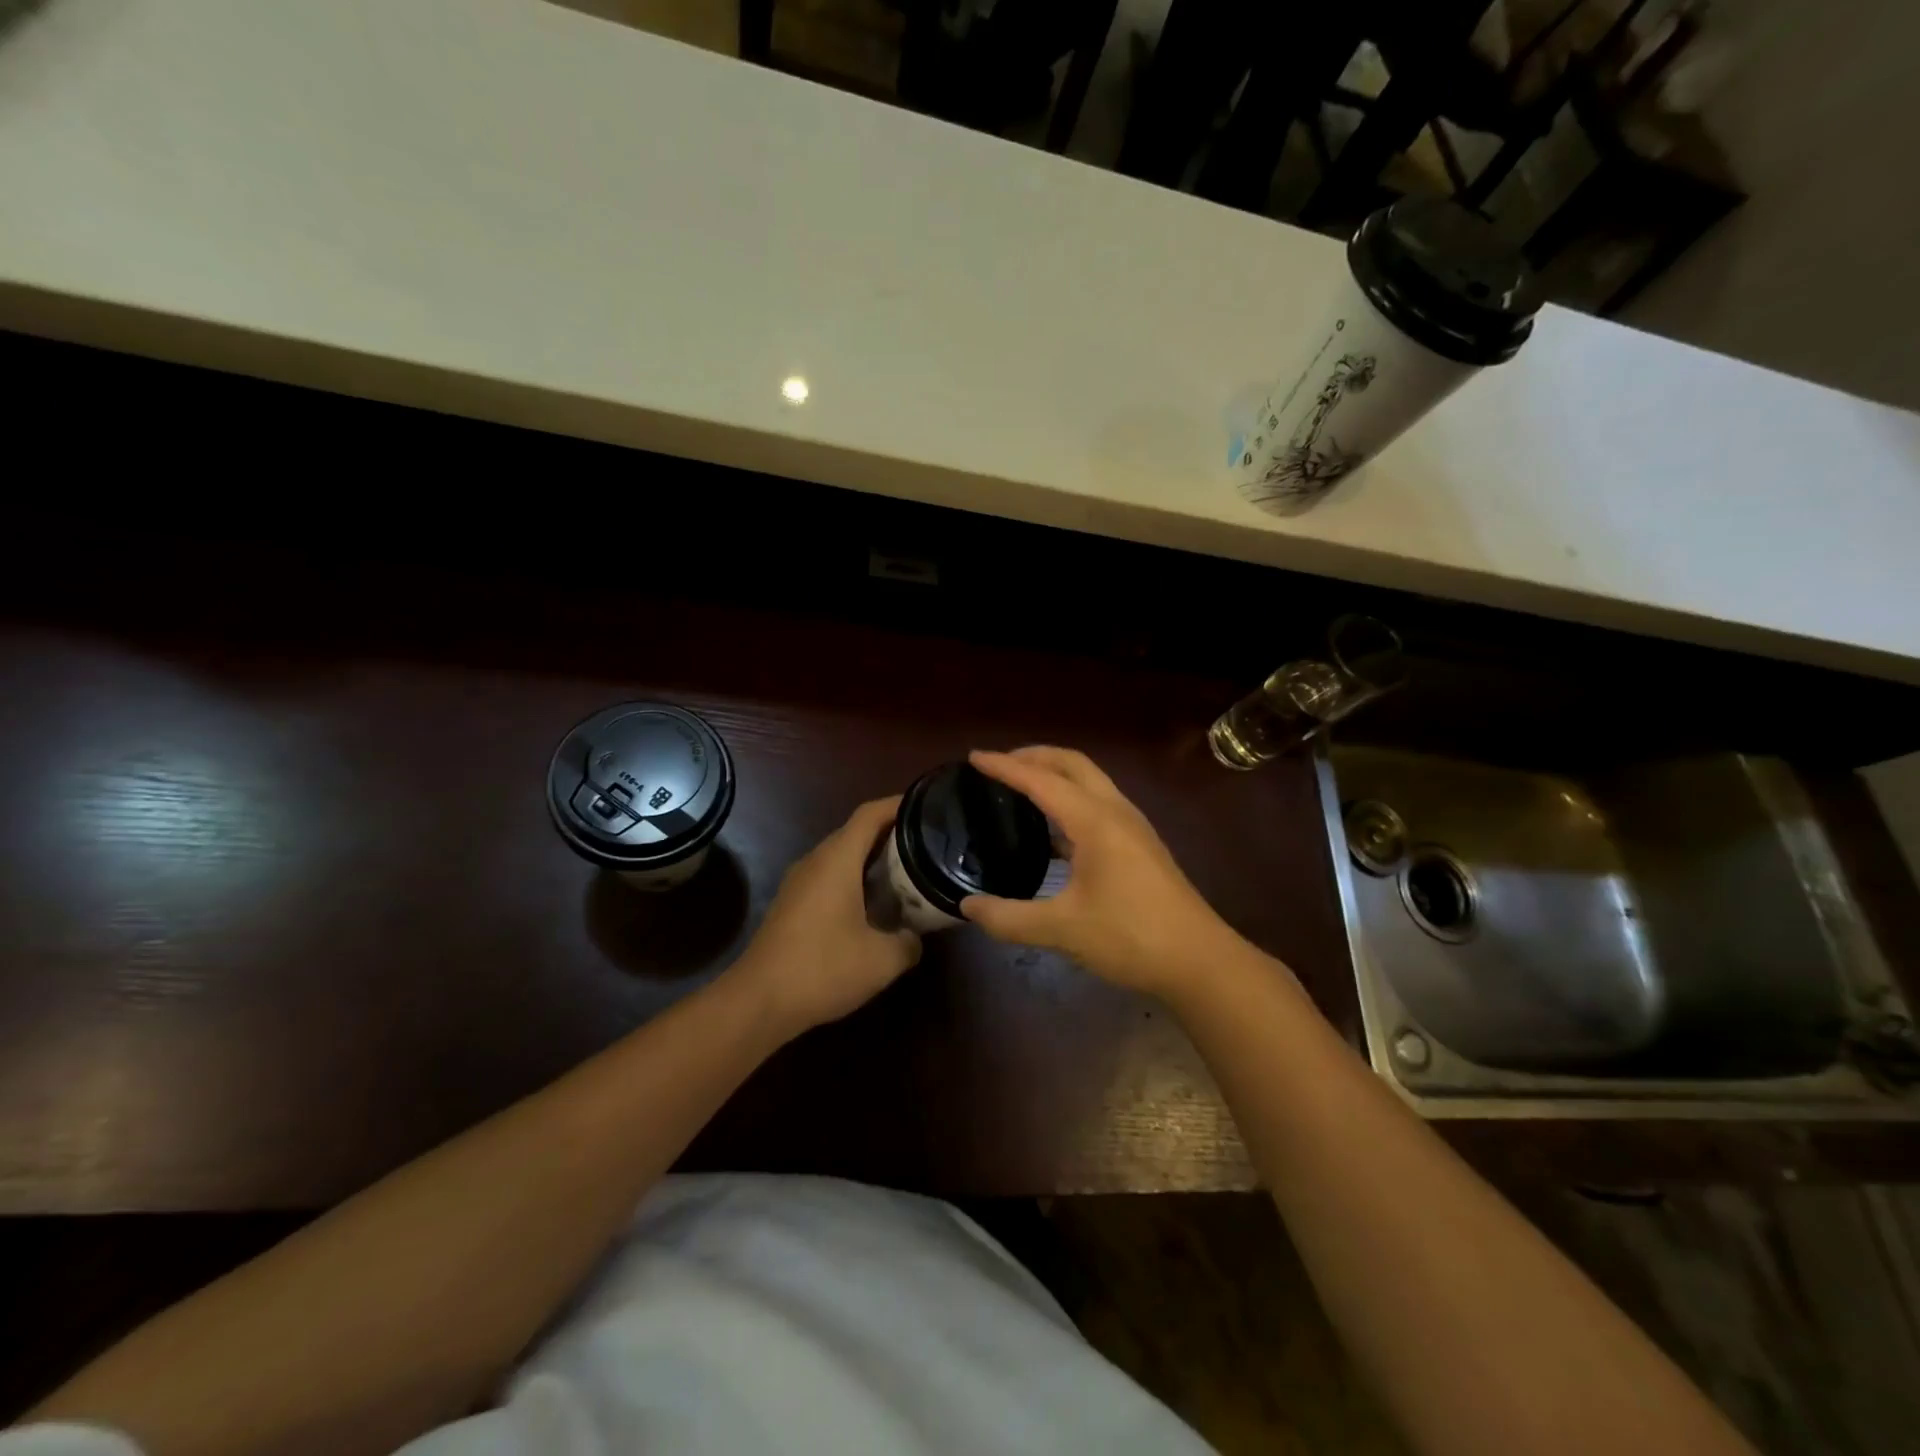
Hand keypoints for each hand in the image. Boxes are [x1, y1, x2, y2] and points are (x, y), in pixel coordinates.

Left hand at [731, 796, 921, 1035]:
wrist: (758, 1002)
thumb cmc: (823, 969)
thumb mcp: (882, 960)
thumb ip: (909, 942)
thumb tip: (915, 936)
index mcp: (837, 860)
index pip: (870, 814)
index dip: (898, 804)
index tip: (927, 805)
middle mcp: (816, 861)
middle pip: (856, 832)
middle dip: (891, 832)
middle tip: (926, 843)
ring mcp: (799, 882)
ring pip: (841, 856)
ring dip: (872, 858)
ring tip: (907, 871)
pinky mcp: (791, 904)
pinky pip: (829, 877)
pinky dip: (855, 879)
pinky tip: (874, 904)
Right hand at [960, 747, 1236, 1000]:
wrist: (1199, 960)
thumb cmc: (1131, 937)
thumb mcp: (1062, 929)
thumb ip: (1009, 918)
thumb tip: (967, 907)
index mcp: (1095, 821)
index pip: (1041, 780)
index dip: (1004, 766)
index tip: (973, 757)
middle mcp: (1115, 811)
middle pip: (1072, 764)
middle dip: (1034, 756)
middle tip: (998, 765)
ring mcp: (1131, 826)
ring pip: (1089, 782)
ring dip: (1054, 775)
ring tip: (1020, 788)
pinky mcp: (1138, 845)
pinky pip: (1097, 804)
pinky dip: (1068, 800)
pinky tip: (1050, 831)